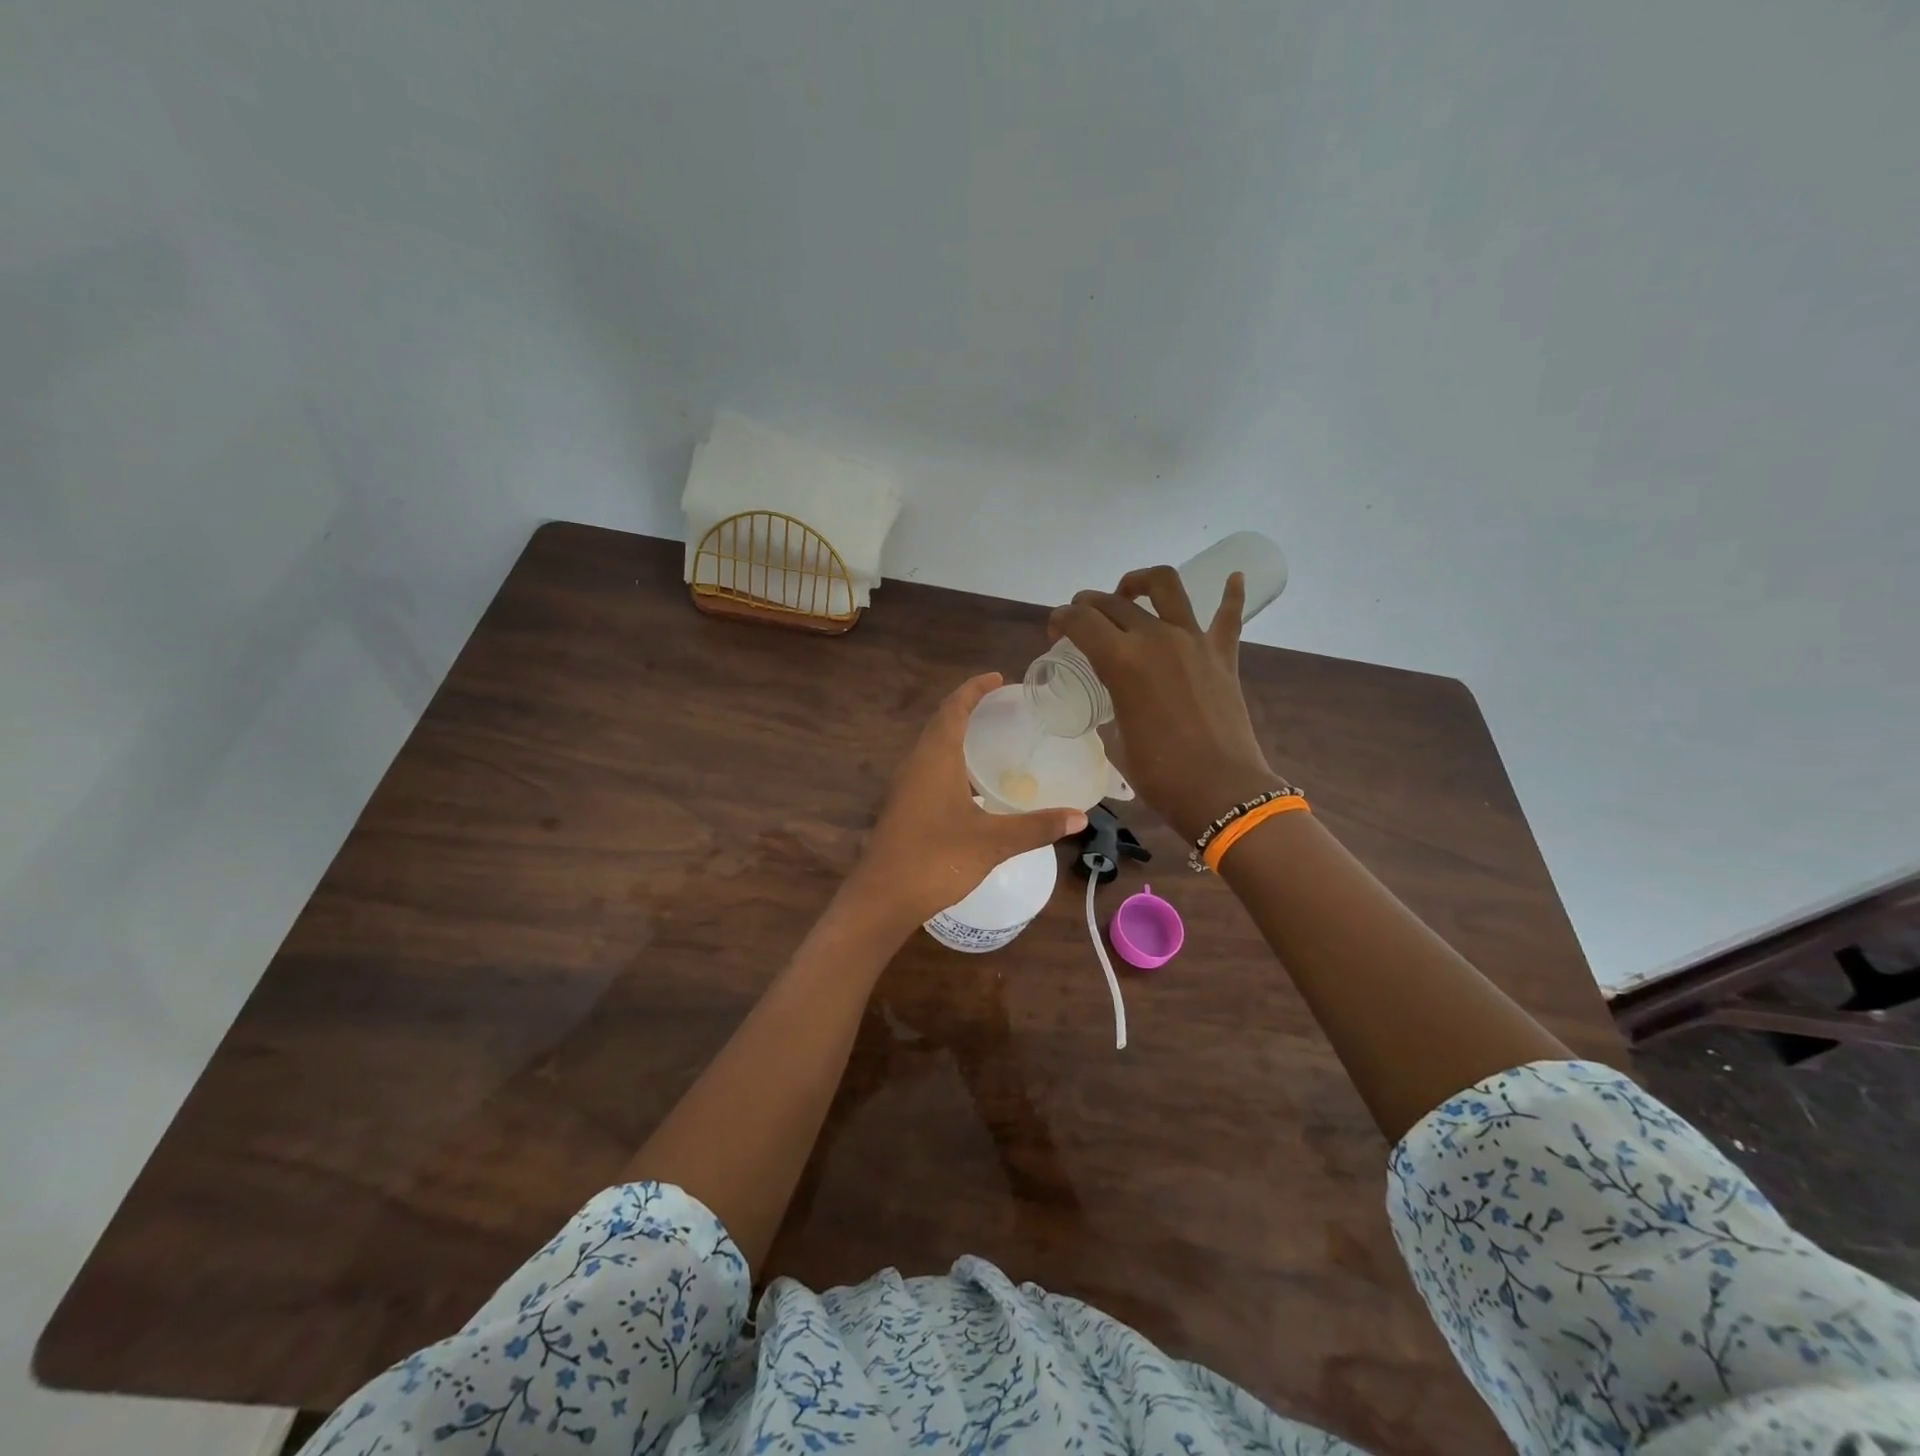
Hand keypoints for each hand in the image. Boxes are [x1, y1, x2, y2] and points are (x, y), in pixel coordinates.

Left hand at [847, 673, 1087, 930]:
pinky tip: (973, 784)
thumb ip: (1036, 827)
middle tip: (1004, 706)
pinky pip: (929, 768)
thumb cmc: (936, 859)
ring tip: (992, 739)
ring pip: (933, 746)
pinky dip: (952, 760)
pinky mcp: (903, 806)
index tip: (999, 678)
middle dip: (969, 708)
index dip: (975, 688)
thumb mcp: (993, 841)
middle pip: (941, 722)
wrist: (883, 898)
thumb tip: (1079, 817)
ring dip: (958, 734)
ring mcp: (905, 785)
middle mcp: (916, 763)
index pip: (954, 707)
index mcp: (935, 757)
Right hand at [1048, 567, 1281, 842]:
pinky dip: (1230, 594)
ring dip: (1141, 582)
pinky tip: (1233, 577)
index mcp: (1122, 661)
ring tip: (1130, 592)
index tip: (1055, 631)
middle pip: (1113, 603)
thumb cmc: (1160, 773)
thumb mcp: (1117, 737)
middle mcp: (1156, 638)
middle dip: (1088, 604)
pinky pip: (1229, 614)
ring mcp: (1194, 641)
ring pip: (1166, 587)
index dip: (1060, 619)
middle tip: (1081, 620)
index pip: (1080, 621)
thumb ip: (1113, 704)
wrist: (1221, 790)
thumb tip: (1115, 695)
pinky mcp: (1224, 654)